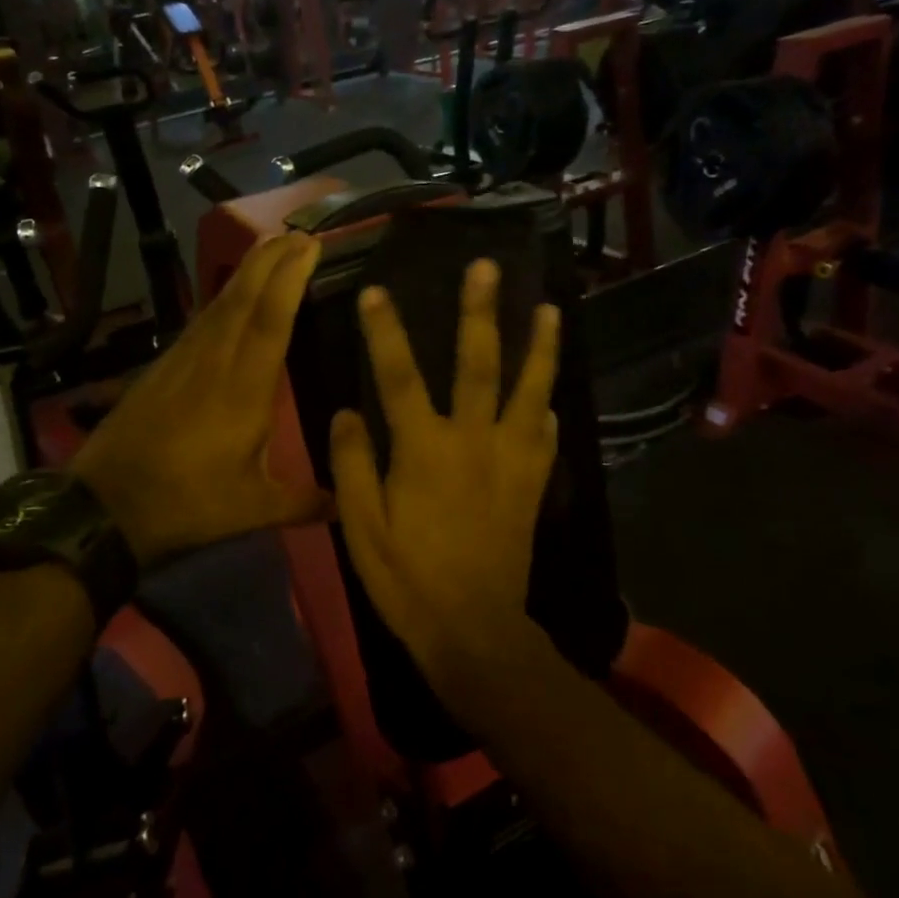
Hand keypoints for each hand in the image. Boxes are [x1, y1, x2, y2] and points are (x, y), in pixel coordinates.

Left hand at [72, 232, 327, 565]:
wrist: (105, 508)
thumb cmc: (187, 504)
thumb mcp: (252, 509)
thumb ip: (303, 502)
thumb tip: (346, 503)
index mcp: (243, 390)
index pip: (270, 320)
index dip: (290, 278)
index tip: (309, 245)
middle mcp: (214, 363)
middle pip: (243, 297)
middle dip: (271, 260)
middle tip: (297, 233)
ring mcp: (183, 362)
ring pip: (218, 304)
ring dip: (246, 272)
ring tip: (270, 249)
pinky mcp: (162, 368)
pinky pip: (200, 321)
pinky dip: (222, 299)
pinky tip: (229, 298)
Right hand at [329, 260, 560, 678]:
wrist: (473, 628)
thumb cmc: (407, 579)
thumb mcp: (362, 527)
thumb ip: (353, 464)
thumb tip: (347, 412)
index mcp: (424, 449)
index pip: (399, 376)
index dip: (385, 331)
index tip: (376, 291)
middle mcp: (473, 441)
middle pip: (479, 364)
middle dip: (481, 312)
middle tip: (488, 268)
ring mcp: (511, 459)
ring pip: (529, 390)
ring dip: (540, 347)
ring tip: (551, 310)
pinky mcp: (533, 482)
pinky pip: (545, 435)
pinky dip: (546, 409)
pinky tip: (549, 395)